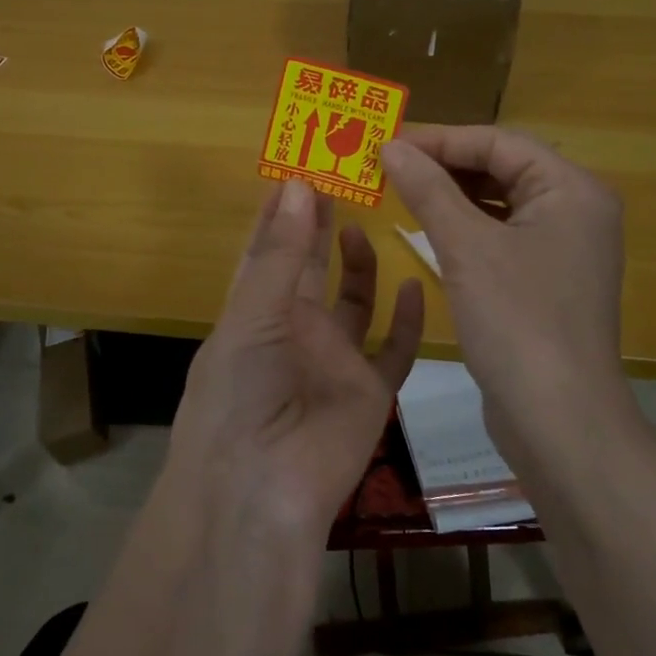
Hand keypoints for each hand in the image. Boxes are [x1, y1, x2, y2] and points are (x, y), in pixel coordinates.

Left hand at [167, 178, 424, 541]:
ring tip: (364, 222)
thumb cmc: (241, 392)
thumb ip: (280, 253)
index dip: (280, 210)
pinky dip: (405, 321)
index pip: (266, 249)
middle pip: (309, 266)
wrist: (263, 489)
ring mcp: (332, 359)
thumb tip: (297, 183)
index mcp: (254, 311)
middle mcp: (293, 329)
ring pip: (352, 301)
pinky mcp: (369, 390)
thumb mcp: (253, 315)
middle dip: (319, 224)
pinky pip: (394, 350)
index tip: (299, 166)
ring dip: (358, 264)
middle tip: (342, 178)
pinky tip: (413, 283)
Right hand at [382, 126, 644, 473]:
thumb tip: (390, 145)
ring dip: (452, 195)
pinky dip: (466, 226)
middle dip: (445, 164)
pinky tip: (429, 228)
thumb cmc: (517, 321)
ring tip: (401, 189)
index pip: (499, 142)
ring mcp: (565, 248)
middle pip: (503, 167)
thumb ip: (428, 189)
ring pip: (500, 202)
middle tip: (389, 164)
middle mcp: (576, 210)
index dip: (441, 138)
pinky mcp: (548, 279)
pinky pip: (502, 235)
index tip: (388, 143)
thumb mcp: (465, 247)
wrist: (559, 422)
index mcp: (572, 189)